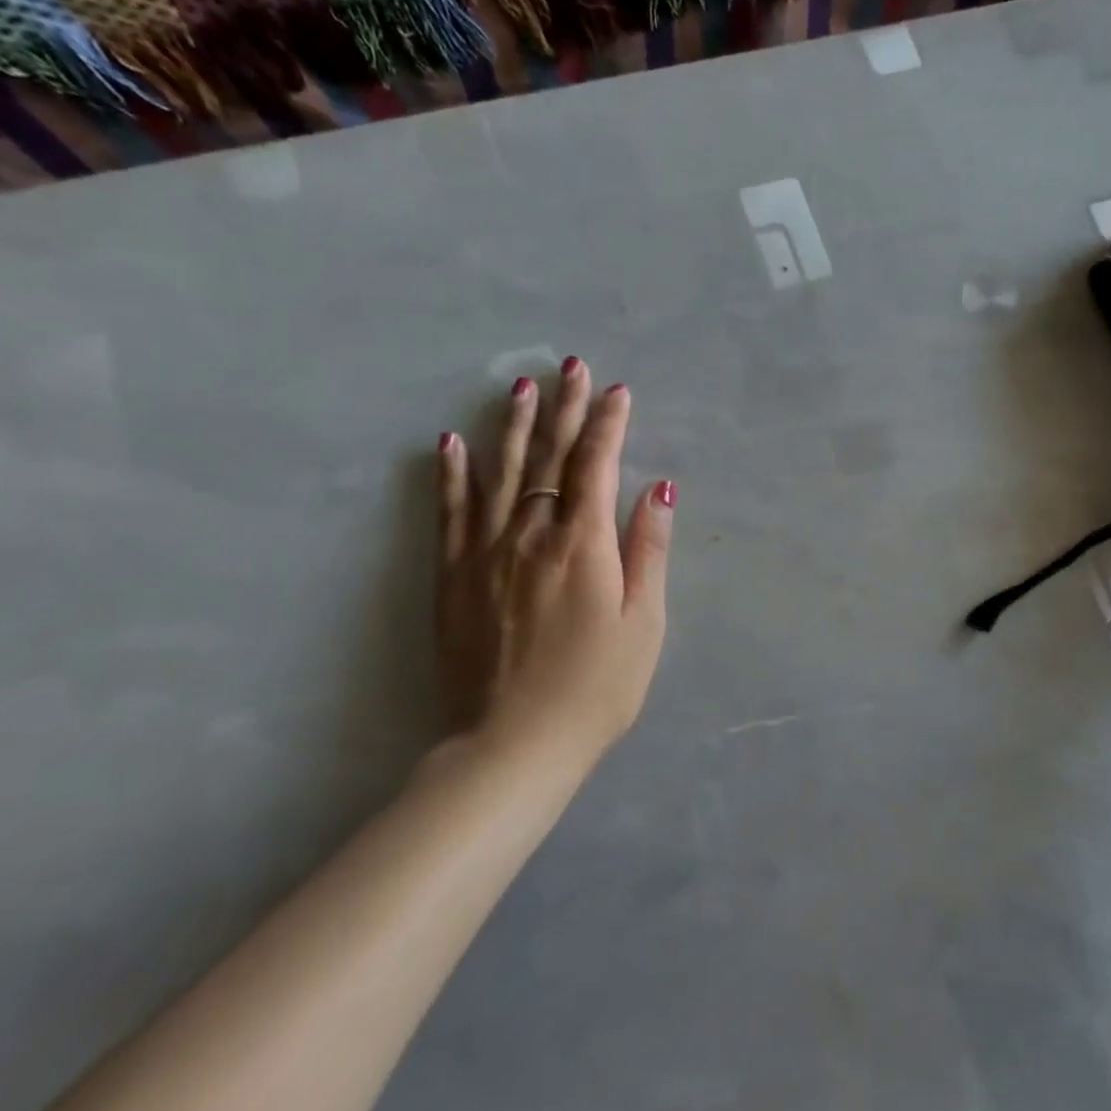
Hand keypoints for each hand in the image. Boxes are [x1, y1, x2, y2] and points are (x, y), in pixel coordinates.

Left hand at [433, 358, 674, 771]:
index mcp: (584, 545)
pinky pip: (450, 512)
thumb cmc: (595, 689)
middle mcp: (531, 534)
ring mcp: (485, 552)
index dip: (608, 425)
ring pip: (500, 473)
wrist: (512, 745)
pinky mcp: (452, 577)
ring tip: (521, 386)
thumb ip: (649, 550)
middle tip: (570, 366)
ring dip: (513, 426)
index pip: (596, 466)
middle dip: (563, 409)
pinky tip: (451, 443)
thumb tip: (659, 487)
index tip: (617, 391)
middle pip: (548, 457)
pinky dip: (452, 474)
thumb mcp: (644, 624)